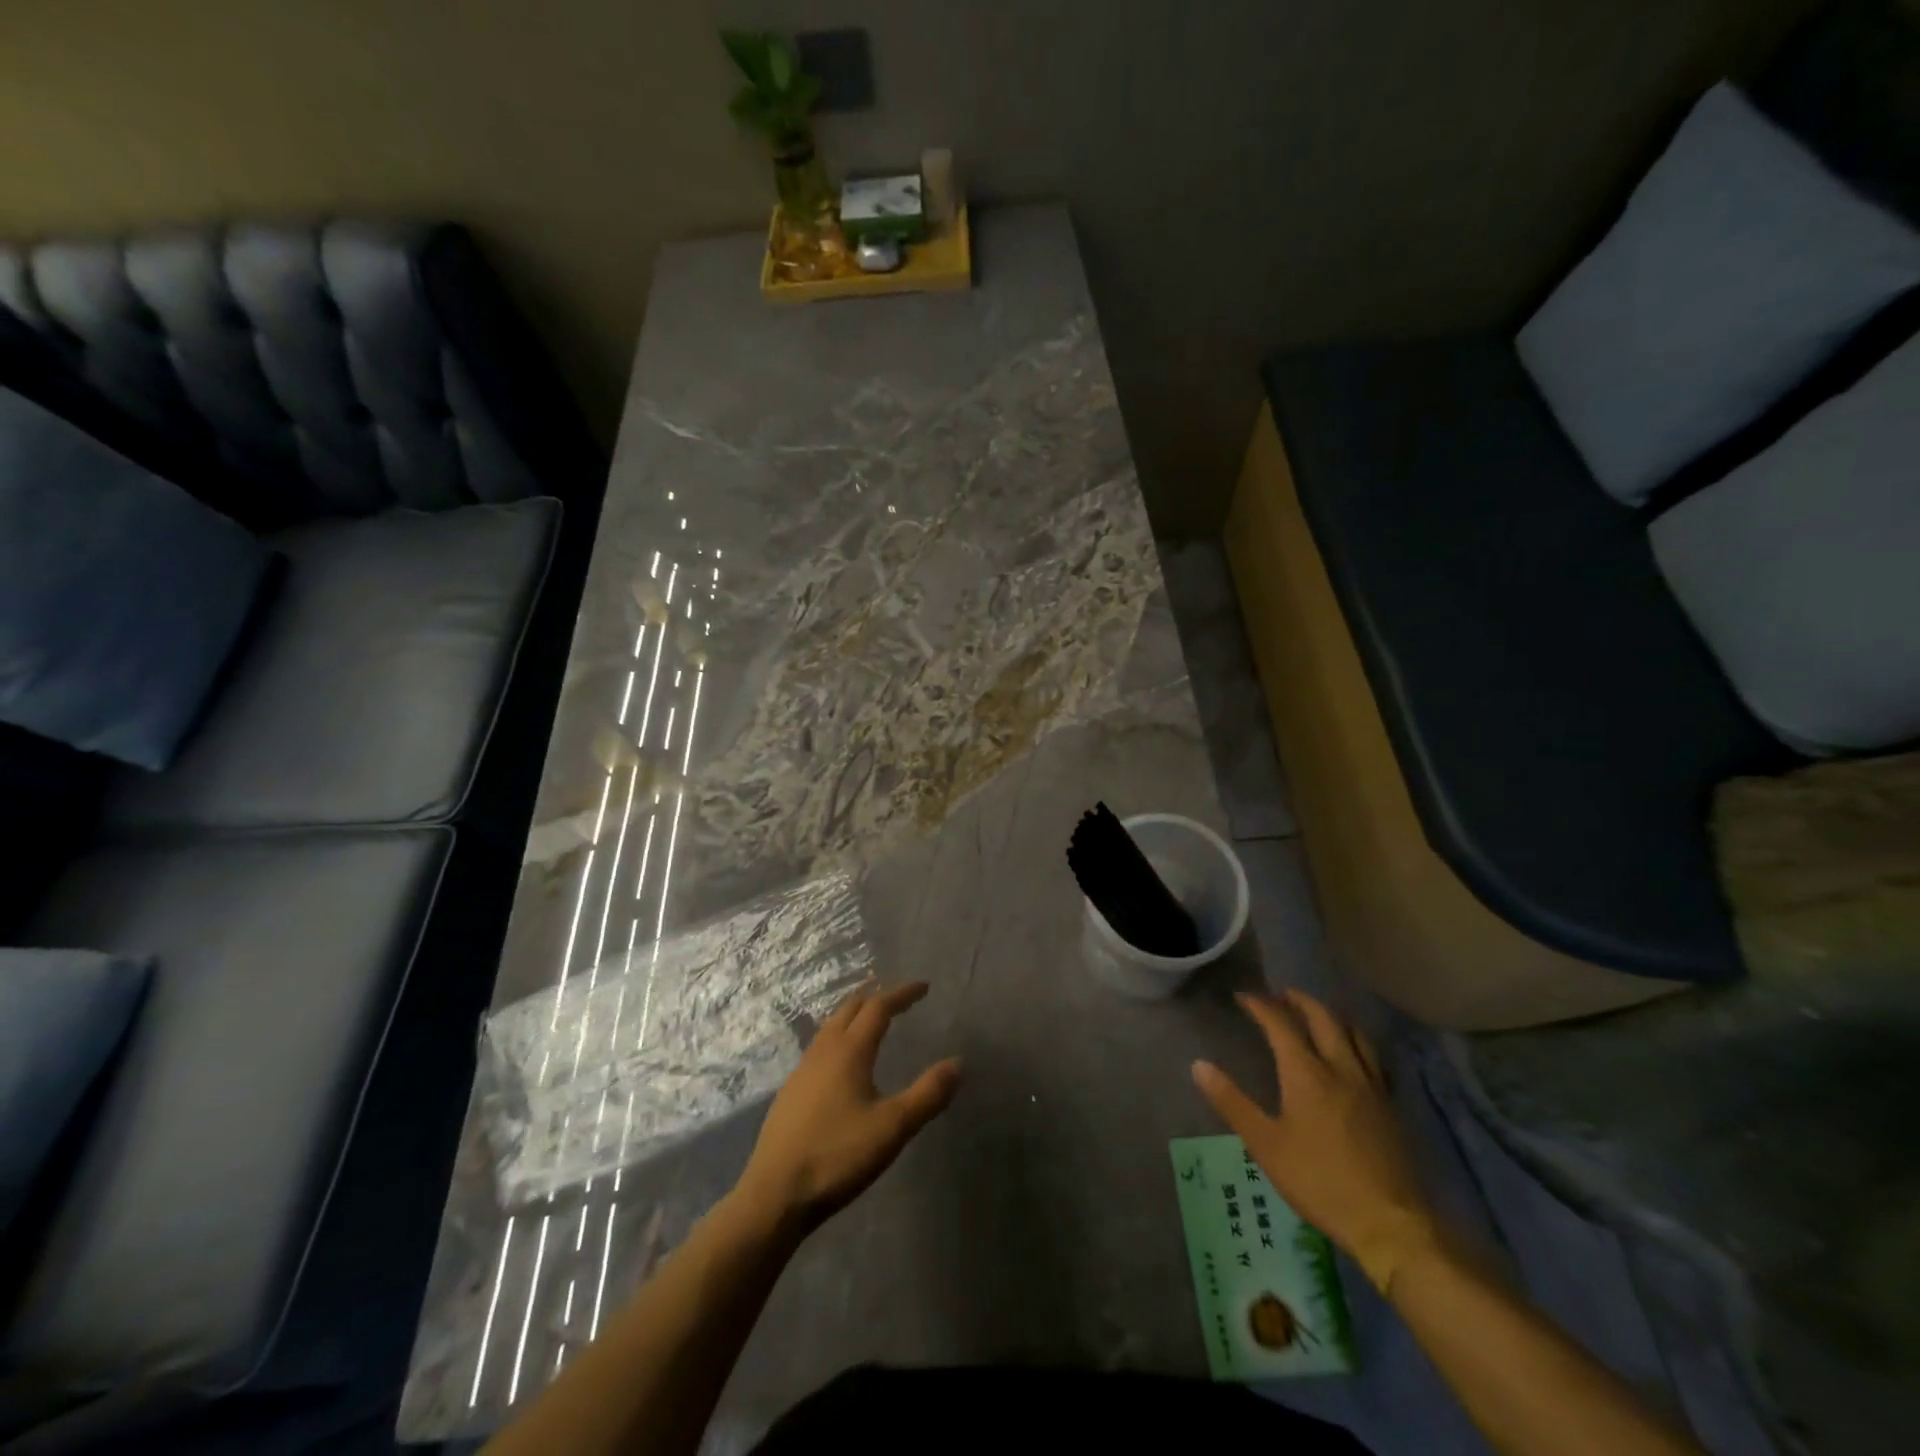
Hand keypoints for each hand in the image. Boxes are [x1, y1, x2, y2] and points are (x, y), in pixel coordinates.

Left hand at [736, 980, 961, 1235]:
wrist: (775, 1195)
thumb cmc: (837, 1156)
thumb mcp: (893, 1128)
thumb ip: (928, 1094)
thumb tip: (958, 1063)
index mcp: (850, 1051)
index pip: (879, 1007)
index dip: (902, 994)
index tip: (924, 987)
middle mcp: (823, 1051)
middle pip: (850, 1009)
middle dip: (876, 997)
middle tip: (898, 997)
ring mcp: (802, 1071)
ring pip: (830, 1027)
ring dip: (853, 1015)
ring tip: (870, 1020)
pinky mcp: (790, 1093)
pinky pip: (818, 1048)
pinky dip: (838, 1038)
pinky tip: (840, 1062)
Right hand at [1193, 990, 1437, 1292]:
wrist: (1390, 1223)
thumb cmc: (1319, 1181)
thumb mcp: (1265, 1144)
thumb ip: (1232, 1102)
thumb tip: (1198, 1065)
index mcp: (1307, 1073)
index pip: (1281, 1024)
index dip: (1261, 1006)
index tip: (1243, 997)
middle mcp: (1341, 1068)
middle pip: (1323, 1018)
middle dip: (1299, 1001)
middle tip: (1281, 995)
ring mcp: (1370, 1086)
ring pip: (1354, 1033)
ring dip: (1331, 1016)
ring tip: (1317, 1015)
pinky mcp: (1390, 1106)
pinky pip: (1372, 1057)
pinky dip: (1355, 1042)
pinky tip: (1352, 1056)